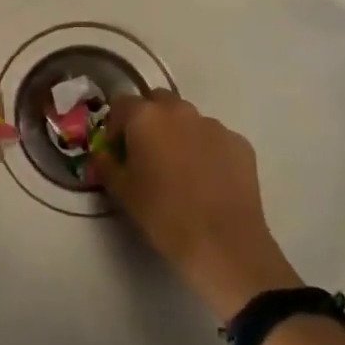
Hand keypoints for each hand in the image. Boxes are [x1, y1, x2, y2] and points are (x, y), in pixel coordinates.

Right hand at [94, 92, 299, 321]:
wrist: (222, 242)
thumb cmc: (163, 214)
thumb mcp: (121, 191)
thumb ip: (106, 164)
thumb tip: (104, 154)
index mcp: (146, 116)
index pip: (121, 103)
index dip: (116, 125)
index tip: (118, 150)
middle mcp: (180, 110)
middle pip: (157, 101)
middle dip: (149, 120)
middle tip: (148, 153)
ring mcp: (214, 124)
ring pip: (188, 119)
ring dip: (179, 134)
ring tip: (181, 170)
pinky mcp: (239, 143)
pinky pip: (214, 138)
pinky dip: (206, 150)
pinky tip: (208, 181)